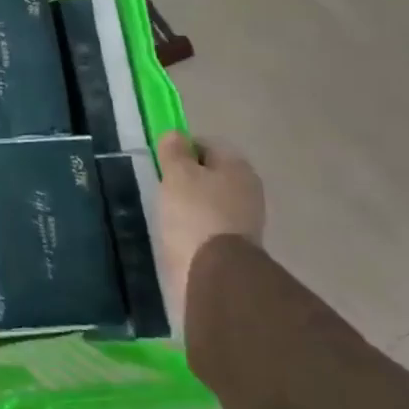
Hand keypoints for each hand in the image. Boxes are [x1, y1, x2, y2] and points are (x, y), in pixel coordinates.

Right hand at [156, 132, 265, 328]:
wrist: (215, 274)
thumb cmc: (194, 213)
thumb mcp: (177, 173)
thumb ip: (174, 151)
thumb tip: (175, 135)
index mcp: (238, 167)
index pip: (206, 144)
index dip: (181, 148)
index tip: (161, 161)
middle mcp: (248, 190)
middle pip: (210, 173)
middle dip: (186, 178)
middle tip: (161, 186)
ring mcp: (245, 220)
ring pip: (210, 200)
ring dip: (190, 204)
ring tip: (166, 212)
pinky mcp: (236, 247)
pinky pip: (210, 225)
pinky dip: (194, 226)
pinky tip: (177, 233)